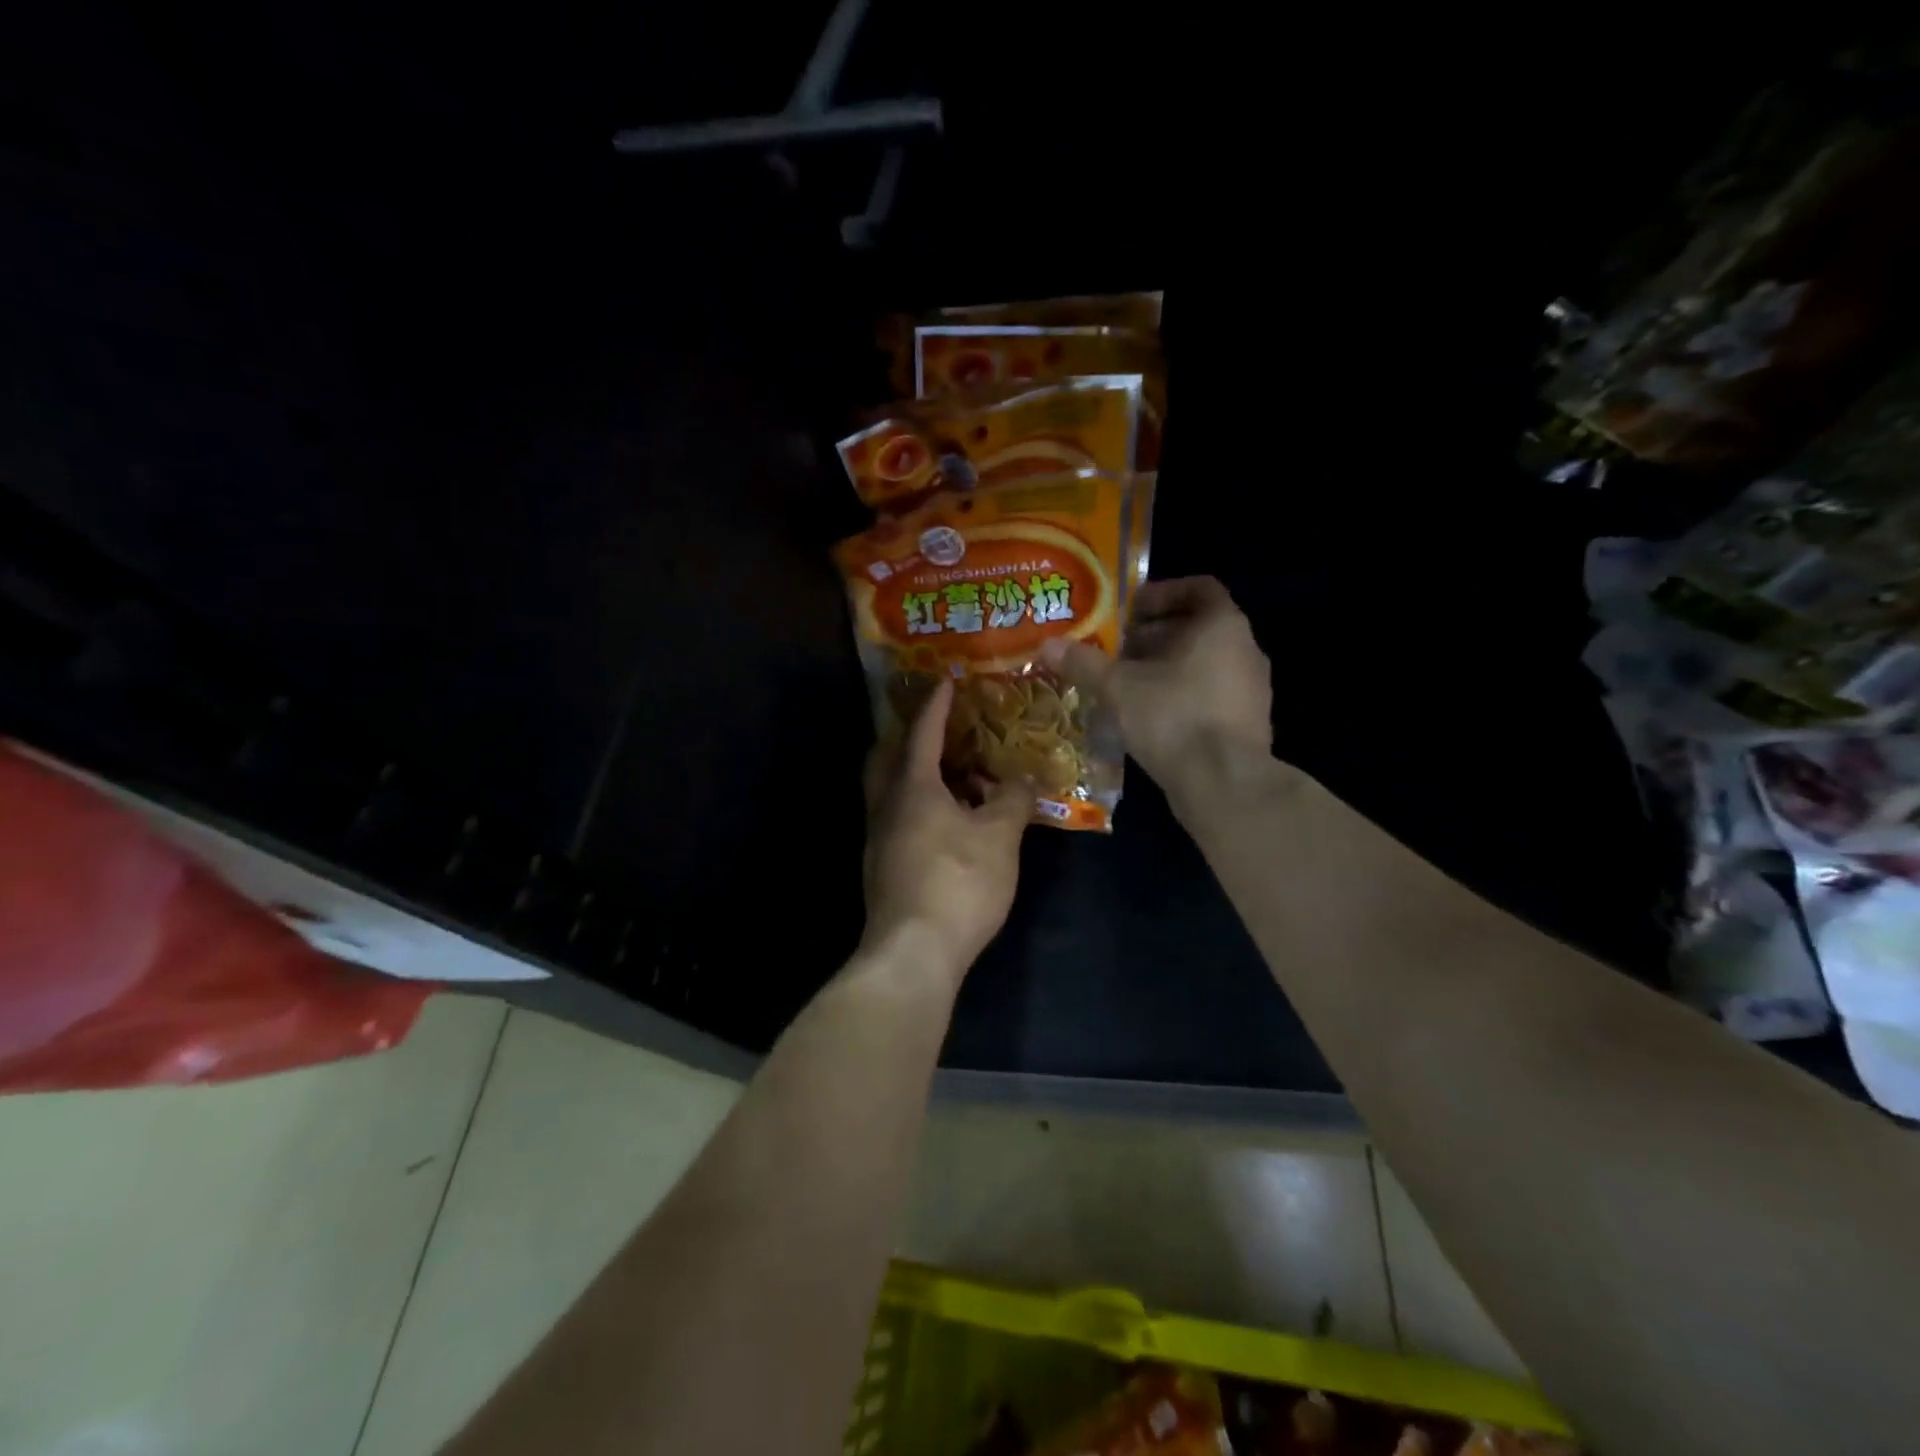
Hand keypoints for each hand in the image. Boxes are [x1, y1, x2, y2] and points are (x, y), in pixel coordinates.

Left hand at [859, 679, 1030, 983]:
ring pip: (890, 791)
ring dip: (916, 776)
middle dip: (909, 738)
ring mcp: (878, 839)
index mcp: (912, 787)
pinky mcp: (881, 868)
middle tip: (939, 731)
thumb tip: (1025, 779)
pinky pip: (897, 819)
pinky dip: (918, 807)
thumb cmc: (957, 882)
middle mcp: (886, 805)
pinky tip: (947, 824)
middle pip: (887, 757)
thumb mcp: (999, 837)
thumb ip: (1013, 800)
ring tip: (954, 777)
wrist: (913, 952)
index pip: (922, 732)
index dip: (937, 705)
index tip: (947, 681)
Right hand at [1043, 576, 1273, 806]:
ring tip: (1125, 685)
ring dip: (1165, 668)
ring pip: (1203, 664)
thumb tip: (1046, 645)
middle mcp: (1245, 650)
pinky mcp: (1247, 724)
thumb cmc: (1173, 716)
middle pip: (1197, 628)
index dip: (1161, 594)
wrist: (1223, 783)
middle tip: (1115, 651)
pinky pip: (1210, 696)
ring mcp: (1252, 690)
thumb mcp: (1118, 687)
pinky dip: (1180, 697)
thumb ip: (1084, 662)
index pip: (1199, 588)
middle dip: (1154, 636)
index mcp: (1222, 625)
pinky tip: (1147, 717)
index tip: (1128, 611)